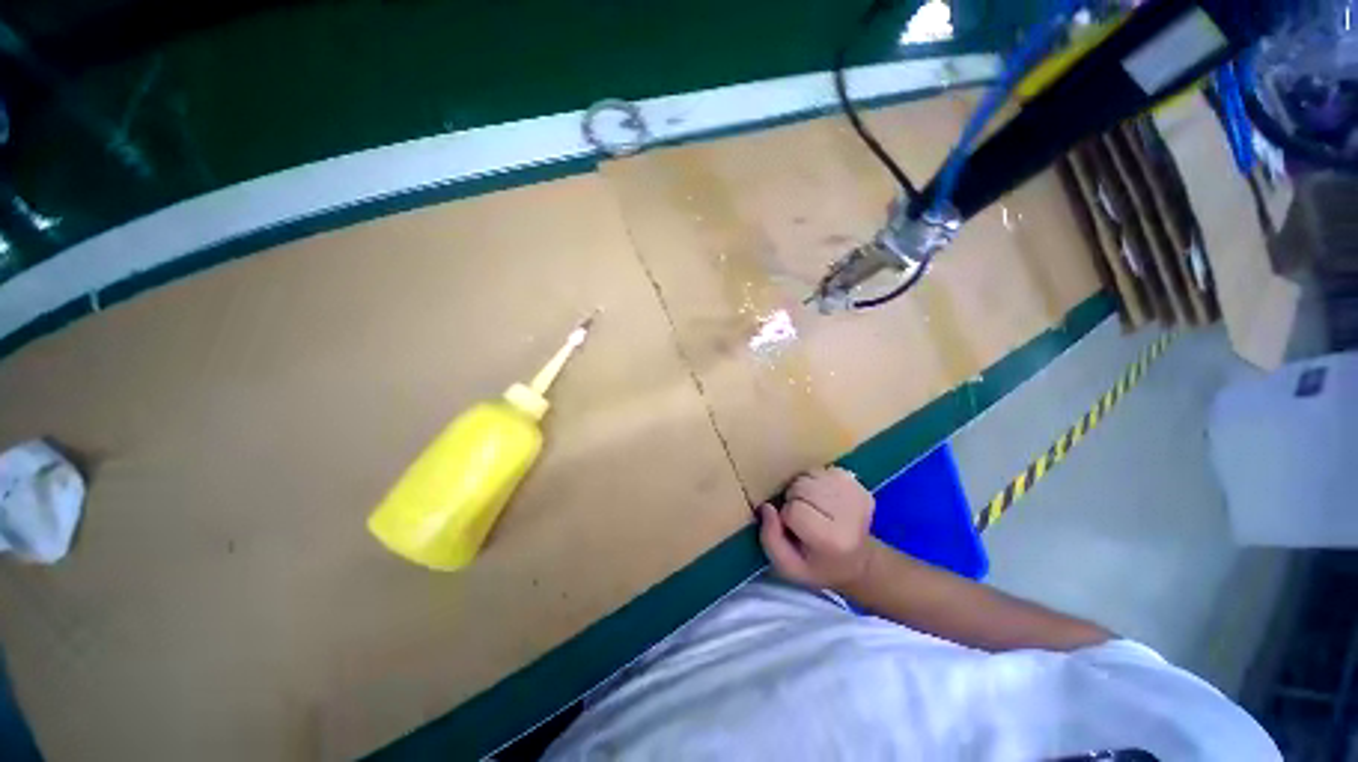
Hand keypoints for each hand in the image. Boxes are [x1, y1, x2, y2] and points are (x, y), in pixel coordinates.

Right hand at [758, 467, 875, 591]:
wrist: (858, 561)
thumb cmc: (817, 565)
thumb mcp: (788, 567)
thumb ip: (770, 539)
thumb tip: (767, 507)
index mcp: (832, 539)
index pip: (794, 509)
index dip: (786, 516)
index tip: (794, 528)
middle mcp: (849, 515)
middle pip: (801, 487)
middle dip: (794, 498)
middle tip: (803, 516)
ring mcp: (856, 496)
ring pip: (810, 474)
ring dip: (803, 487)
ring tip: (812, 506)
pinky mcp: (858, 484)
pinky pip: (822, 469)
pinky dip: (815, 480)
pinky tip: (822, 497)